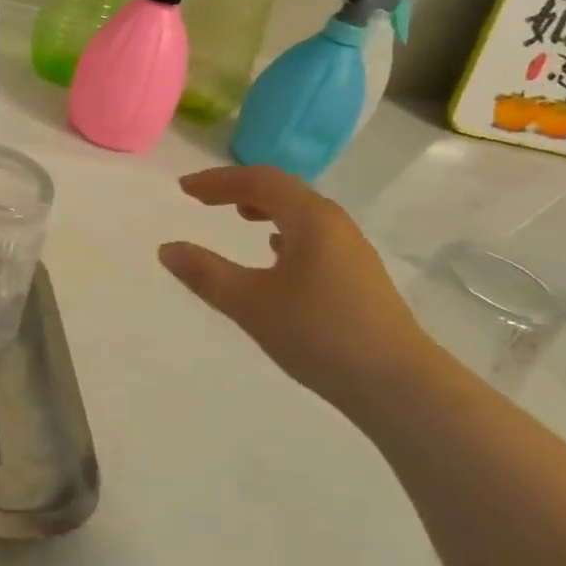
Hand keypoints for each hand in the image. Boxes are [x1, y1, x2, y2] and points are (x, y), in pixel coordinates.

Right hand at [158, 166, 441, 408]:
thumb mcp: (250, 304)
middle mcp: (335, 225)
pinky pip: (313, 237)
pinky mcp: (358, 277)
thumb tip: (167, 249)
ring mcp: (351, 251)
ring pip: (301, 214)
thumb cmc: (320, 334)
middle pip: (283, 191)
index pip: (259, 180)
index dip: (218, 180)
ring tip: (239, 217)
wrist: (399, 385)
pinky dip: (284, 232)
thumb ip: (206, 274)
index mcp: (311, 219)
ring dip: (265, 209)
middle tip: (205, 200)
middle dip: (240, 190)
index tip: (184, 190)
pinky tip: (275, 254)